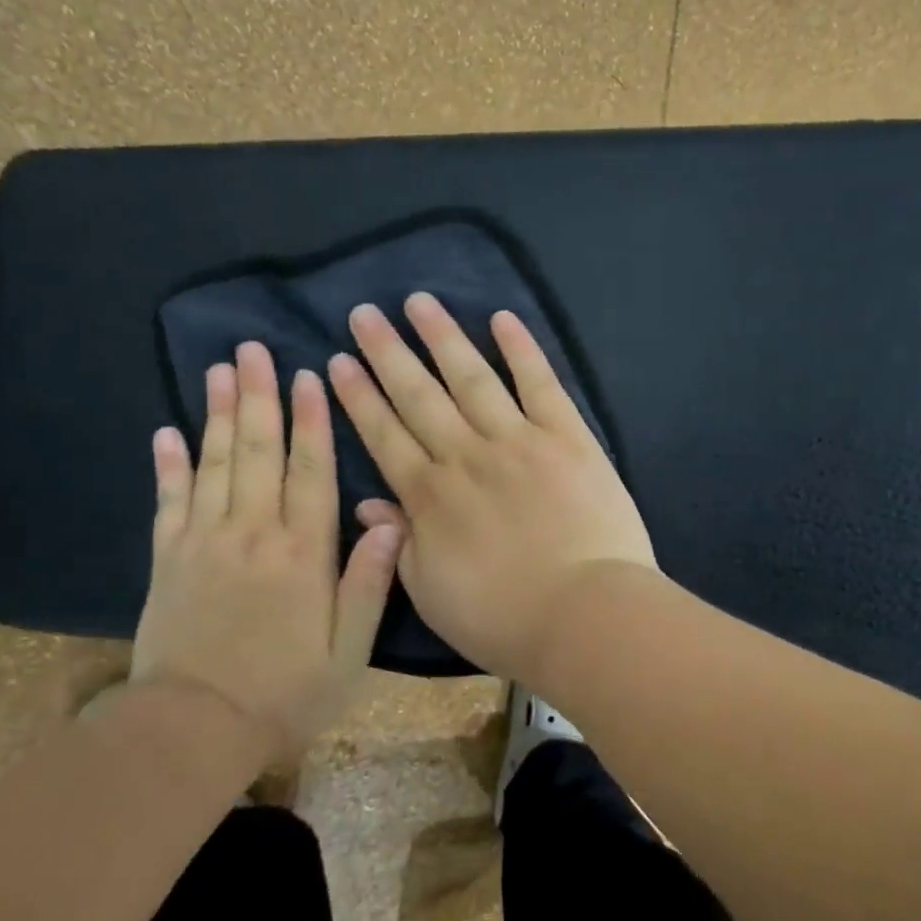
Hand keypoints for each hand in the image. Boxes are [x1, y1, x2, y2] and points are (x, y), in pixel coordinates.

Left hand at [131, 342, 402, 757]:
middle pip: (258, 453)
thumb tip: (391, 522)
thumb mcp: (348, 650)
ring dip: (218, 414)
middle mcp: (252, 534)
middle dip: (260, 397)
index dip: (313, 422)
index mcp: (303, 553)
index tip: (310, 376)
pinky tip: (168, 430)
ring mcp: (203, 543)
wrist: (194, 729)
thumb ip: (368, 583)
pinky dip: (169, 464)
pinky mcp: (166, 559)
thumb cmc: (286, 692)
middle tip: (254, 349)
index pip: (311, 472)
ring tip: (220, 369)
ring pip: (213, 464)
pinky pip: (168, 500)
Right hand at [326, 293, 655, 682]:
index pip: (384, 435)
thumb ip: (399, 543)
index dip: (359, 398)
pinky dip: (521, 349)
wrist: (584, 614)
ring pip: (472, 377)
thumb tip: (368, 504)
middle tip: (364, 314)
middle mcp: (466, 456)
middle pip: (419, 395)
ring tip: (418, 302)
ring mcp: (518, 440)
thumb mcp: (430, 593)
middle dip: (388, 353)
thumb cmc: (503, 618)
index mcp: (429, 496)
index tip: (337, 363)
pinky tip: (501, 319)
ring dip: (443, 337)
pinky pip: (540, 384)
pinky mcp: (567, 437)